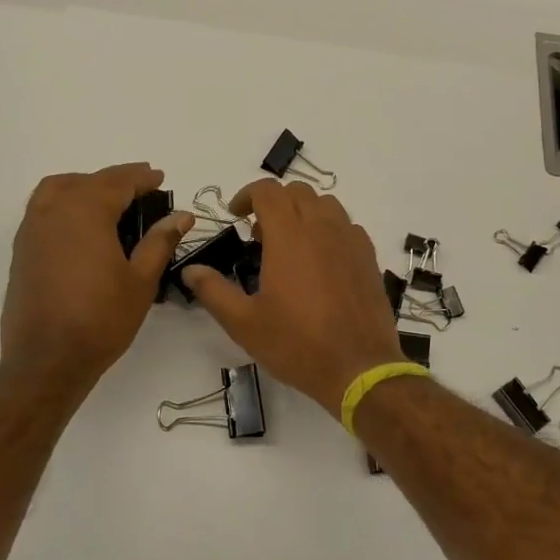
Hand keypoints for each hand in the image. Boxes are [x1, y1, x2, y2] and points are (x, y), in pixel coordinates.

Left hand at [0, 164, 195, 393]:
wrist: (46, 360)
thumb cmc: (101, 319)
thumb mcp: (141, 281)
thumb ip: (160, 241)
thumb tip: (182, 215)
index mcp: (86, 212)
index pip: (117, 181)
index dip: (141, 177)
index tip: (160, 178)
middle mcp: (55, 211)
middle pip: (88, 181)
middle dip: (116, 180)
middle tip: (142, 187)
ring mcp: (32, 229)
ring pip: (58, 188)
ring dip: (85, 185)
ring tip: (109, 199)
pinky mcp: (21, 249)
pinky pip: (43, 208)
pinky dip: (64, 202)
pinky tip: (81, 224)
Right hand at [183, 179, 403, 412]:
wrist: (358, 368)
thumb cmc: (296, 344)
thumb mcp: (244, 323)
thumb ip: (213, 291)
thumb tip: (191, 270)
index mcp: (289, 236)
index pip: (267, 191)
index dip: (247, 195)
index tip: (235, 215)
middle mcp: (322, 227)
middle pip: (297, 192)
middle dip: (273, 203)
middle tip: (258, 234)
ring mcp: (350, 240)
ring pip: (325, 204)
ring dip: (303, 212)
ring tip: (290, 243)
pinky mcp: (368, 257)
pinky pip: (347, 226)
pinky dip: (328, 229)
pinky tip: (320, 260)